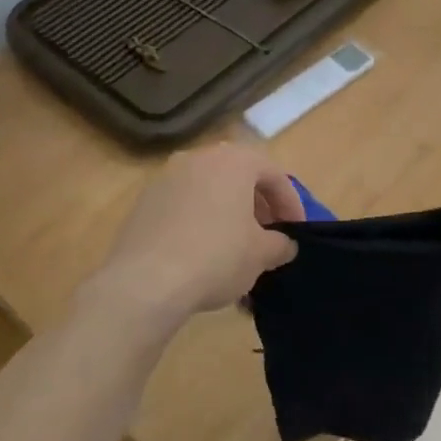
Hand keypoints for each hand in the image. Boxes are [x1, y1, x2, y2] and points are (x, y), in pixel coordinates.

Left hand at [92, 144, 302, 319]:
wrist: (146, 281)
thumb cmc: (216, 257)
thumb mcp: (261, 254)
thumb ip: (280, 244)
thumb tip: (284, 245)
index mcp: (232, 160)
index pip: (273, 174)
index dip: (291, 203)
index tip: (296, 232)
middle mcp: (197, 158)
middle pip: (238, 177)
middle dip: (258, 207)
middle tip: (268, 237)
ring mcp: (165, 179)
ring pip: (208, 192)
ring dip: (228, 216)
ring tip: (238, 250)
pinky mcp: (143, 203)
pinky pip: (183, 208)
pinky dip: (200, 224)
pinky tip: (204, 256)